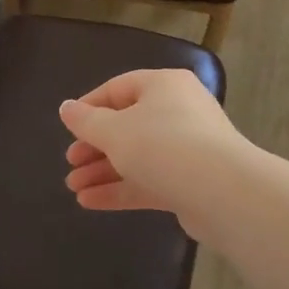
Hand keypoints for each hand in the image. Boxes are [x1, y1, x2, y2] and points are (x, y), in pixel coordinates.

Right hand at [59, 69, 247, 239]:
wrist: (222, 192)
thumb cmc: (162, 145)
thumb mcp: (114, 130)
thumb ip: (86, 121)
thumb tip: (66, 108)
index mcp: (164, 86)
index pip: (119, 88)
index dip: (89, 106)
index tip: (67, 127)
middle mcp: (179, 111)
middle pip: (128, 125)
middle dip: (95, 146)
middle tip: (71, 162)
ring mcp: (188, 148)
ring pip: (138, 156)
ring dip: (103, 171)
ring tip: (73, 188)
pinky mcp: (191, 182)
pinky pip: (149, 180)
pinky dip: (121, 189)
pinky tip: (90, 202)